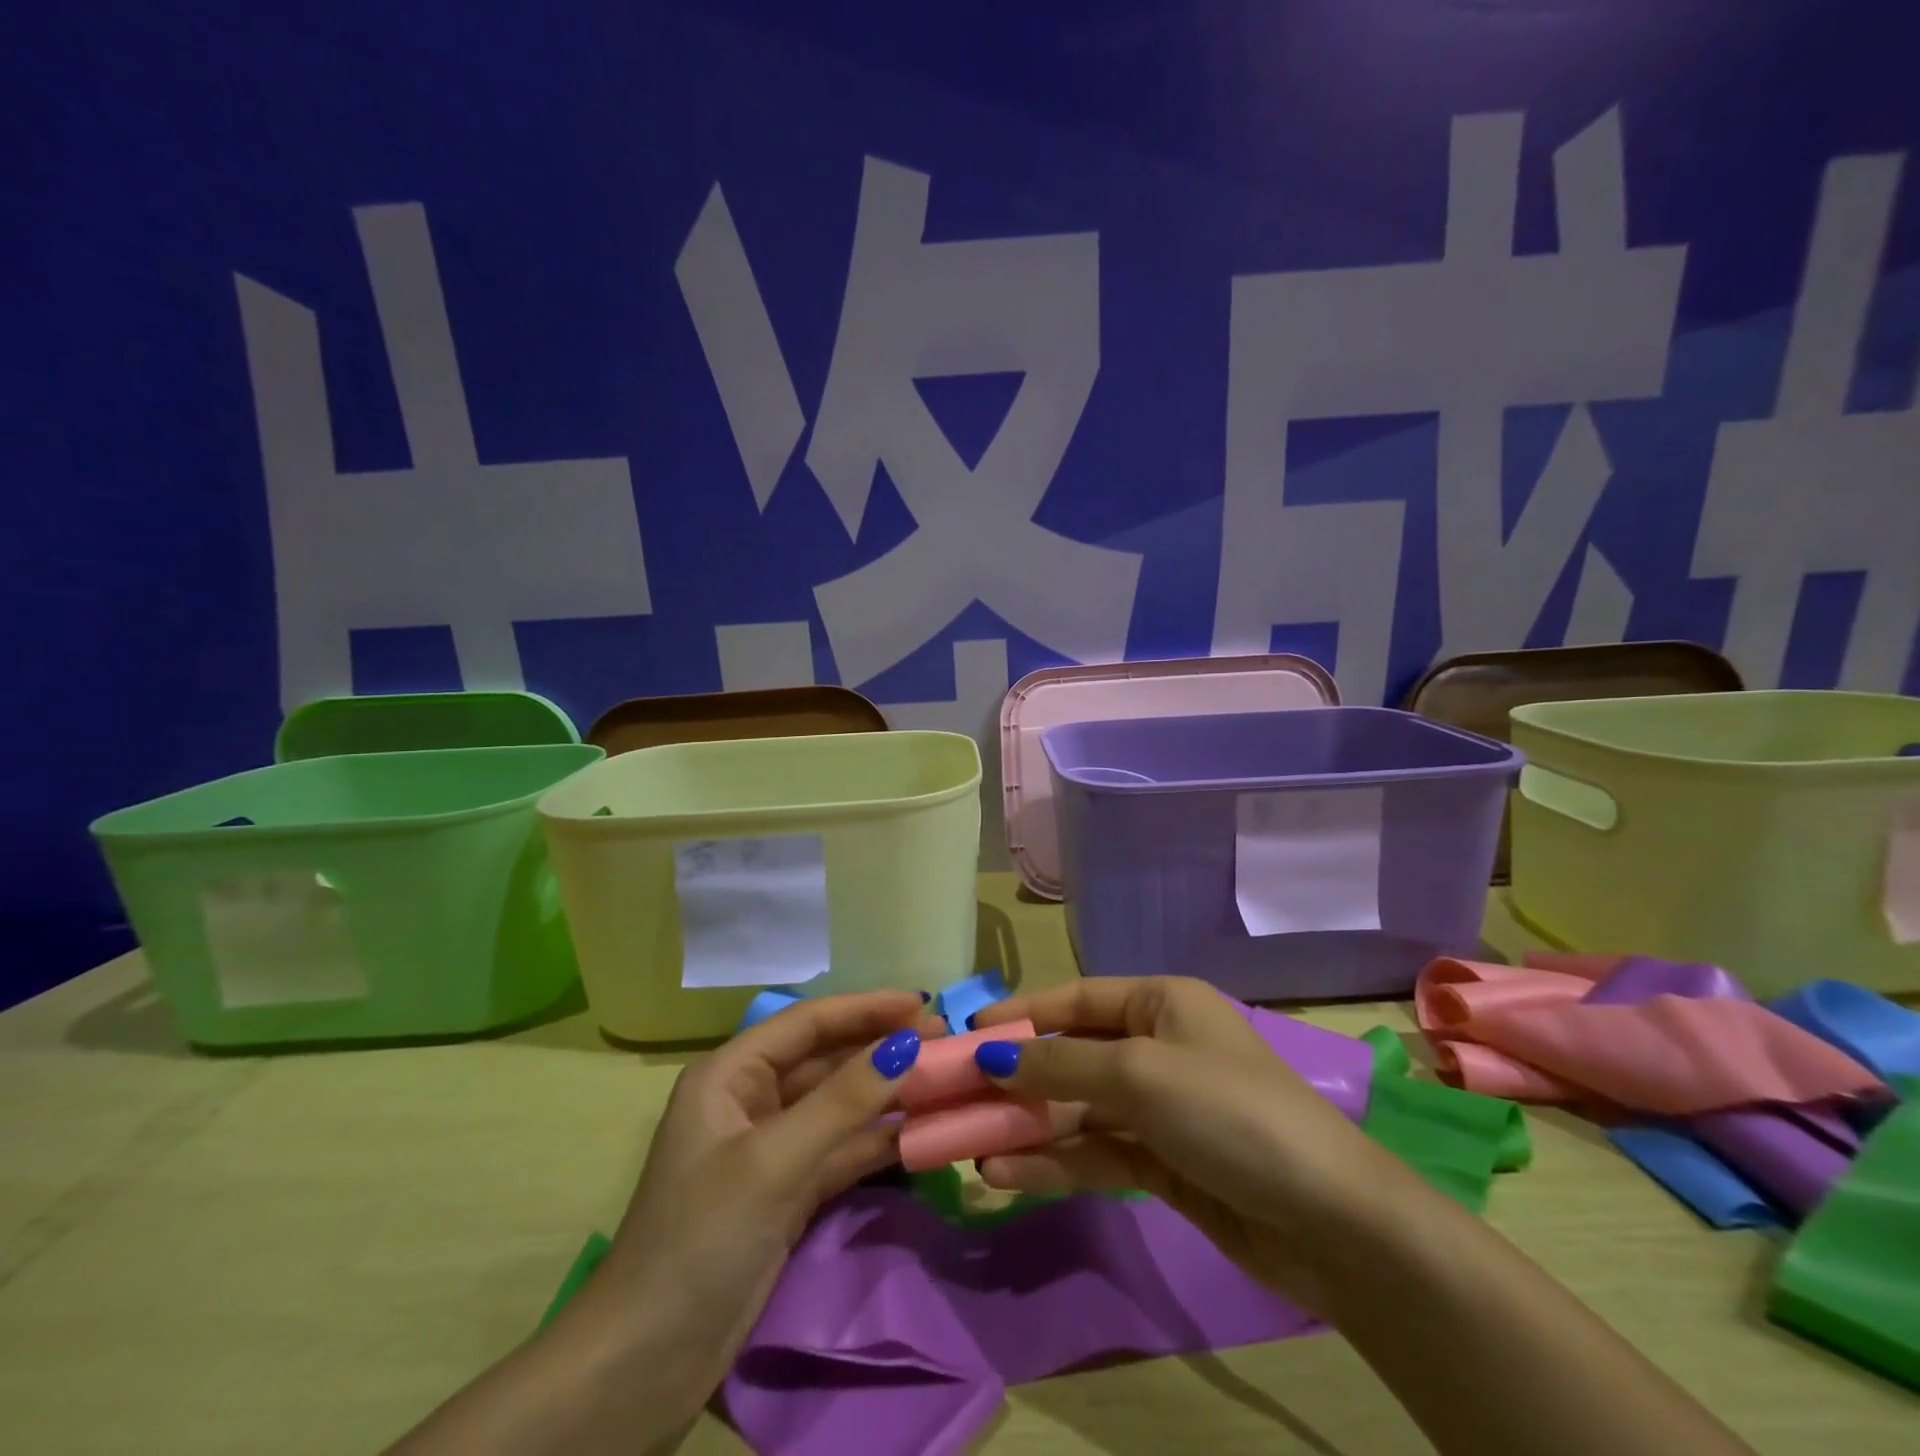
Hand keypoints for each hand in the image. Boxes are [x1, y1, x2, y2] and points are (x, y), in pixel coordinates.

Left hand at [598, 991, 939, 1409]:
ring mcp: (772, 1148)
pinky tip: (921, 1131)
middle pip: (827, 1059)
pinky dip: (878, 1140)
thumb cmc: (701, 1238)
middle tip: (945, 1041)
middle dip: (882, 1048)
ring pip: (839, 1105)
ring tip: (943, 1079)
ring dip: (887, 1093)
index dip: (866, 1007)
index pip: (808, 1022)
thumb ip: (843, 1100)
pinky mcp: (788, 1191)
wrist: (645, 1365)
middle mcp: (751, 1100)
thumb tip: (908, 1044)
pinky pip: (841, 1150)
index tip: (923, 1002)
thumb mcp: (774, 1160)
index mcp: (731, 1074)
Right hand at [971, 976, 1408, 1311]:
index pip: (1077, 999)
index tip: (968, 1033)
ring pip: (1078, 1109)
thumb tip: (992, 1053)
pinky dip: (1055, 1161)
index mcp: (1161, 1003)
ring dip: (1028, 1127)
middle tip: (957, 1097)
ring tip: (970, 1148)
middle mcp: (1158, 1047)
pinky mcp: (1162, 1163)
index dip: (1022, 1013)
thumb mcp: (1140, 1074)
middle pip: (1072, 1056)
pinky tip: (1008, 1175)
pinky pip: (1096, 1151)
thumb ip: (1060, 1064)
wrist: (1330, 1222)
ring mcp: (1159, 1108)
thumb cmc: (1229, 1111)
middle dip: (1018, 1078)